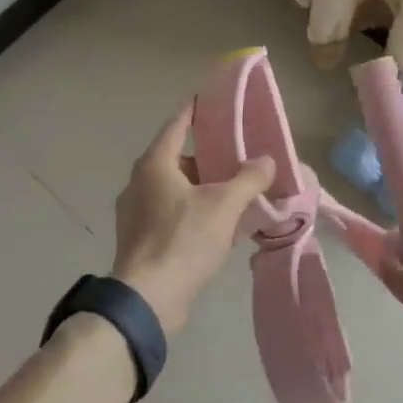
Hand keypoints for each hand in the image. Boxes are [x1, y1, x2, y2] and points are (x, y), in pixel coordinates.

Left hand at [111, 103, 273, 336]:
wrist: (147, 300)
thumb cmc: (183, 240)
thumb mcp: (224, 206)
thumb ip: (248, 179)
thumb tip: (266, 161)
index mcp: (155, 164)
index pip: (177, 125)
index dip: (196, 111)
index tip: (214, 102)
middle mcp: (140, 182)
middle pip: (179, 159)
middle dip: (209, 158)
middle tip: (239, 158)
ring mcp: (136, 213)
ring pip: (176, 189)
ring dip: (203, 189)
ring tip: (235, 194)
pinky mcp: (140, 240)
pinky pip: (171, 215)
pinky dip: (193, 213)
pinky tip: (218, 228)